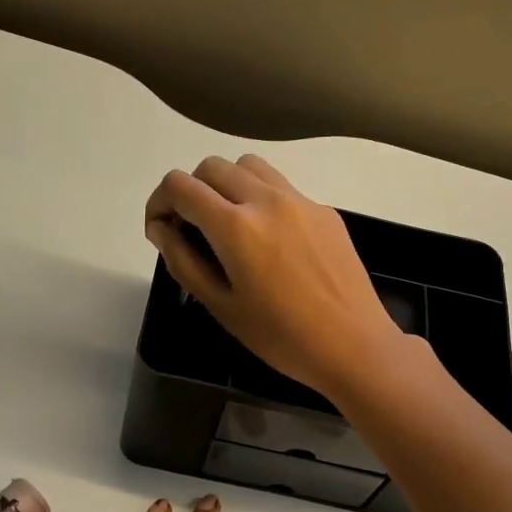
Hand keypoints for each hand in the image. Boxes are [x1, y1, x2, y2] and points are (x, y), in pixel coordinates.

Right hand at [144, 155, 406, 399]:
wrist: (353, 345)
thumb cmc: (280, 337)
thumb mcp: (221, 306)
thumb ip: (183, 260)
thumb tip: (160, 228)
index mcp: (236, 227)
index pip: (179, 186)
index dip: (158, 203)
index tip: (160, 230)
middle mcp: (266, 200)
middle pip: (211, 167)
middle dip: (190, 191)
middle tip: (190, 230)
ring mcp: (300, 200)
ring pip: (248, 166)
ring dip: (225, 185)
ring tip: (226, 225)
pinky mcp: (324, 210)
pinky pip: (280, 186)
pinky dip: (258, 198)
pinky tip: (267, 240)